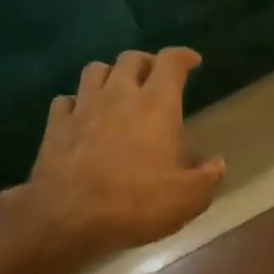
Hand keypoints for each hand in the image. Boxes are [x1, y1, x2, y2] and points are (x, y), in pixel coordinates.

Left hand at [16, 48, 225, 257]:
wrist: (69, 217)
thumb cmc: (135, 203)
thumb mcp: (187, 199)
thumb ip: (206, 178)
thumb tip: (217, 164)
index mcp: (156, 105)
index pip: (171, 62)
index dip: (184, 57)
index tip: (192, 62)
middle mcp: (119, 95)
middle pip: (131, 59)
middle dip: (146, 63)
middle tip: (154, 79)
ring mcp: (83, 106)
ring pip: (95, 70)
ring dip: (109, 75)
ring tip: (117, 91)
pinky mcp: (56, 124)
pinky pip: (65, 100)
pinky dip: (76, 103)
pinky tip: (81, 116)